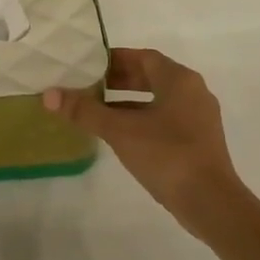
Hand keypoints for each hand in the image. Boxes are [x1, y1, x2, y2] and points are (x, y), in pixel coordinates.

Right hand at [43, 48, 252, 239]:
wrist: (210, 202)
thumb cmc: (166, 155)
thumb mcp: (120, 130)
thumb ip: (85, 111)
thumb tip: (49, 95)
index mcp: (179, 80)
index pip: (143, 57)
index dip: (114, 59)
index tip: (87, 65)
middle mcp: (193, 92)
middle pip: (151, 77)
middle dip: (119, 80)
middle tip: (87, 85)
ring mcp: (198, 118)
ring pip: (157, 100)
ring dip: (128, 102)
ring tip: (96, 109)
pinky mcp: (198, 141)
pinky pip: (165, 119)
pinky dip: (141, 119)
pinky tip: (120, 134)